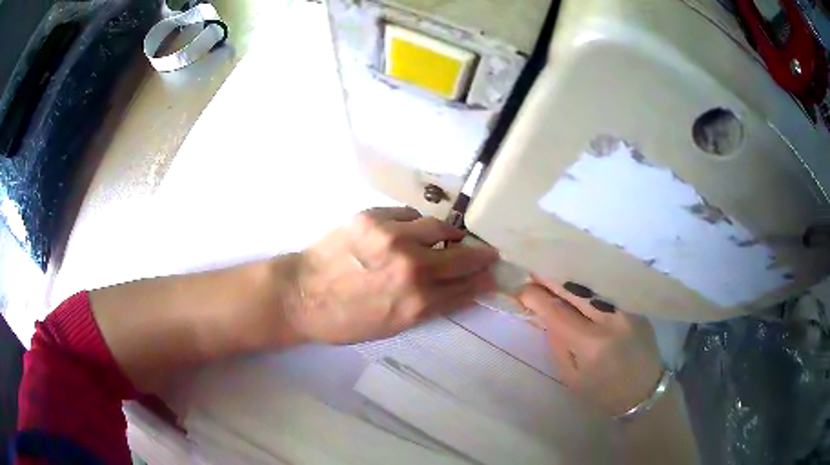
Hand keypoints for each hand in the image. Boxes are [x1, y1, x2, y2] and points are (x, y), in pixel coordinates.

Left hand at [288, 207, 498, 343]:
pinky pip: (409, 214)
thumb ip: (428, 307)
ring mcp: (392, 237)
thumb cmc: (345, 320)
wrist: (300, 295)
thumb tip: (456, 289)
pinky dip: (416, 223)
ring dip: (450, 234)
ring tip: (450, 237)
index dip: (484, 280)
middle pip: (462, 256)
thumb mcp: (392, 326)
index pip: (466, 288)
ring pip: (439, 227)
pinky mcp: (373, 217)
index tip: (493, 274)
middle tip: (488, 252)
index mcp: (417, 303)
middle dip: (481, 255)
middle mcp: (412, 268)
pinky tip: (411, 230)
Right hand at [517, 279, 662, 415]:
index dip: (536, 297)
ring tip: (553, 272)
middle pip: (575, 289)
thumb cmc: (603, 392)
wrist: (645, 391)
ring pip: (593, 283)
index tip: (520, 290)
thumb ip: (557, 344)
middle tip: (534, 271)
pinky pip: (607, 289)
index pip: (557, 312)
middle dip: (551, 278)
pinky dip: (589, 284)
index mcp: (591, 345)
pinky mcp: (636, 305)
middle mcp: (611, 320)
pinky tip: (579, 282)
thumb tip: (546, 315)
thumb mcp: (571, 378)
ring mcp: (627, 309)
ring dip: (570, 277)